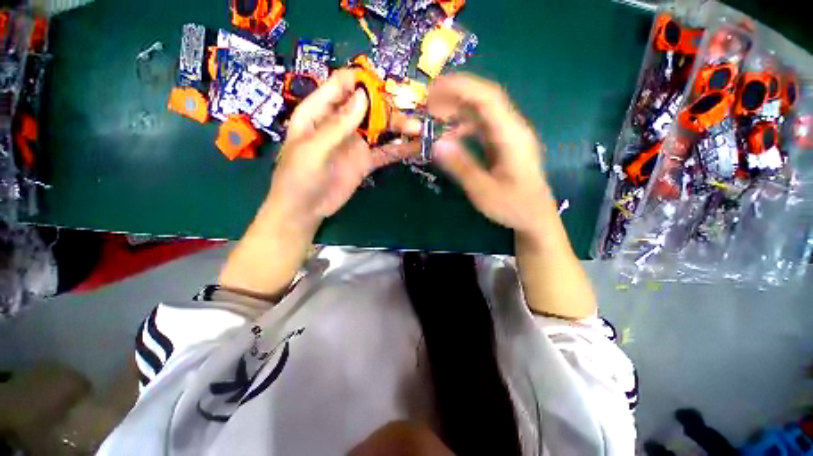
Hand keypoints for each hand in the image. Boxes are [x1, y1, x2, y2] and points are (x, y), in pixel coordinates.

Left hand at [219, 70, 418, 299]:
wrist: (305, 209)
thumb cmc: (299, 177)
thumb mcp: (313, 149)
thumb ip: (337, 124)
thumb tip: (362, 96)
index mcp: (320, 112)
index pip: (342, 86)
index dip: (362, 81)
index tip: (384, 87)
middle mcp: (341, 123)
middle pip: (368, 107)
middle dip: (388, 107)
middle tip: (410, 114)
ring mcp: (355, 143)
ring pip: (380, 129)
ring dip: (399, 127)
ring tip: (419, 129)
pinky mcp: (365, 161)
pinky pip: (384, 152)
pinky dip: (399, 149)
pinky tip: (416, 147)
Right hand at [428, 74, 595, 318]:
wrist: (535, 217)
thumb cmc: (513, 207)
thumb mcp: (483, 191)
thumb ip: (461, 167)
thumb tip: (437, 144)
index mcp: (511, 137)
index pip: (487, 99)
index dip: (461, 88)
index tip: (433, 89)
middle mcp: (513, 129)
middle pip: (485, 100)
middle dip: (455, 96)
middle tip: (429, 103)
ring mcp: (510, 136)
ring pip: (483, 112)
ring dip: (459, 110)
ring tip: (436, 117)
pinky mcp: (505, 144)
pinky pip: (483, 126)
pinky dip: (465, 126)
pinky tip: (452, 136)